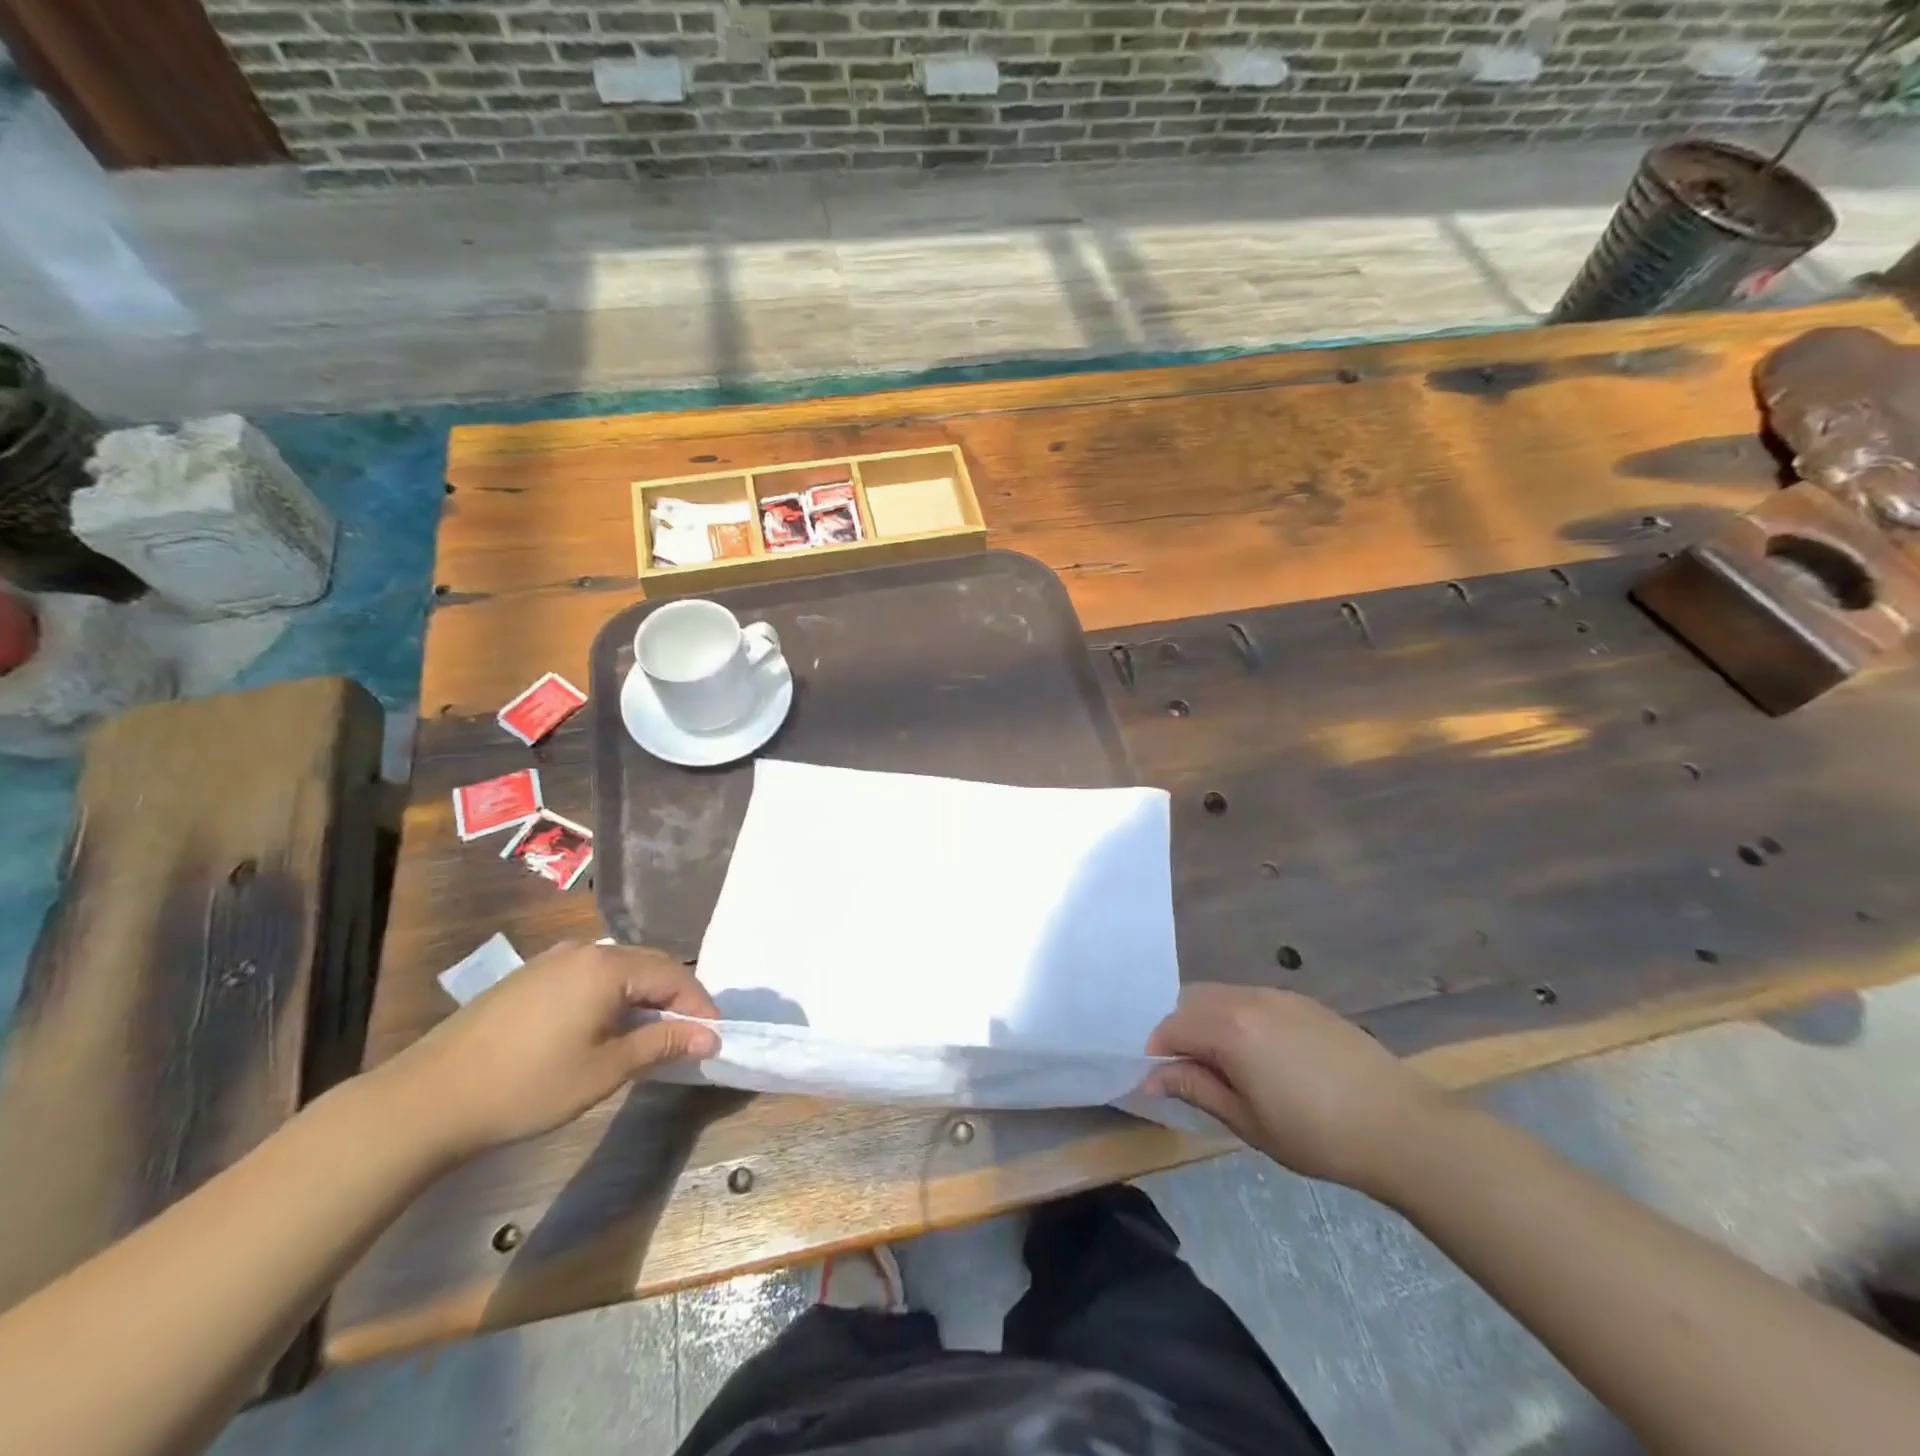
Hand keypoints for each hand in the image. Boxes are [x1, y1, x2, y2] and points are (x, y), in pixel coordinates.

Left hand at [374, 942, 721, 1164]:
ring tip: (651, 1033)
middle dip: (675, 997)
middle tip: (689, 1035)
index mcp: (607, 966)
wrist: (428, 1099)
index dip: (699, 1006)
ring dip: (643, 996)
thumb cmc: (528, 1086)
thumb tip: (708, 1036)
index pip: (673, 975)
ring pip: (618, 969)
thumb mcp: (605, 1070)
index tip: (714, 1037)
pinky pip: (590, 976)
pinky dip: (612, 996)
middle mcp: (584, 950)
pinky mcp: (530, 977)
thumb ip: (661, 1044)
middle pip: (649, 965)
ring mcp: (553, 960)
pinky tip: (606, 1026)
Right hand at [1145, 984, 1450, 1195]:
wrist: (1402, 1126)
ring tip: (1224, 1064)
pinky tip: (1260, 1054)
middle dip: (1179, 1030)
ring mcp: (1280, 995)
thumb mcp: (1247, 1121)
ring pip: (1223, 996)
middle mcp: (1248, 998)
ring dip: (1208, 1021)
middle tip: (1189, 1072)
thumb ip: (1197, 1089)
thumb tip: (1153, 1077)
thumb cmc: (1317, 1134)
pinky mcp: (1305, 1002)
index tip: (1159, 1082)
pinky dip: (1238, 1018)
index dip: (1156, 1052)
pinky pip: (1253, 999)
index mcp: (1230, 1027)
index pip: (1171, 1026)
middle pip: (1193, 1001)